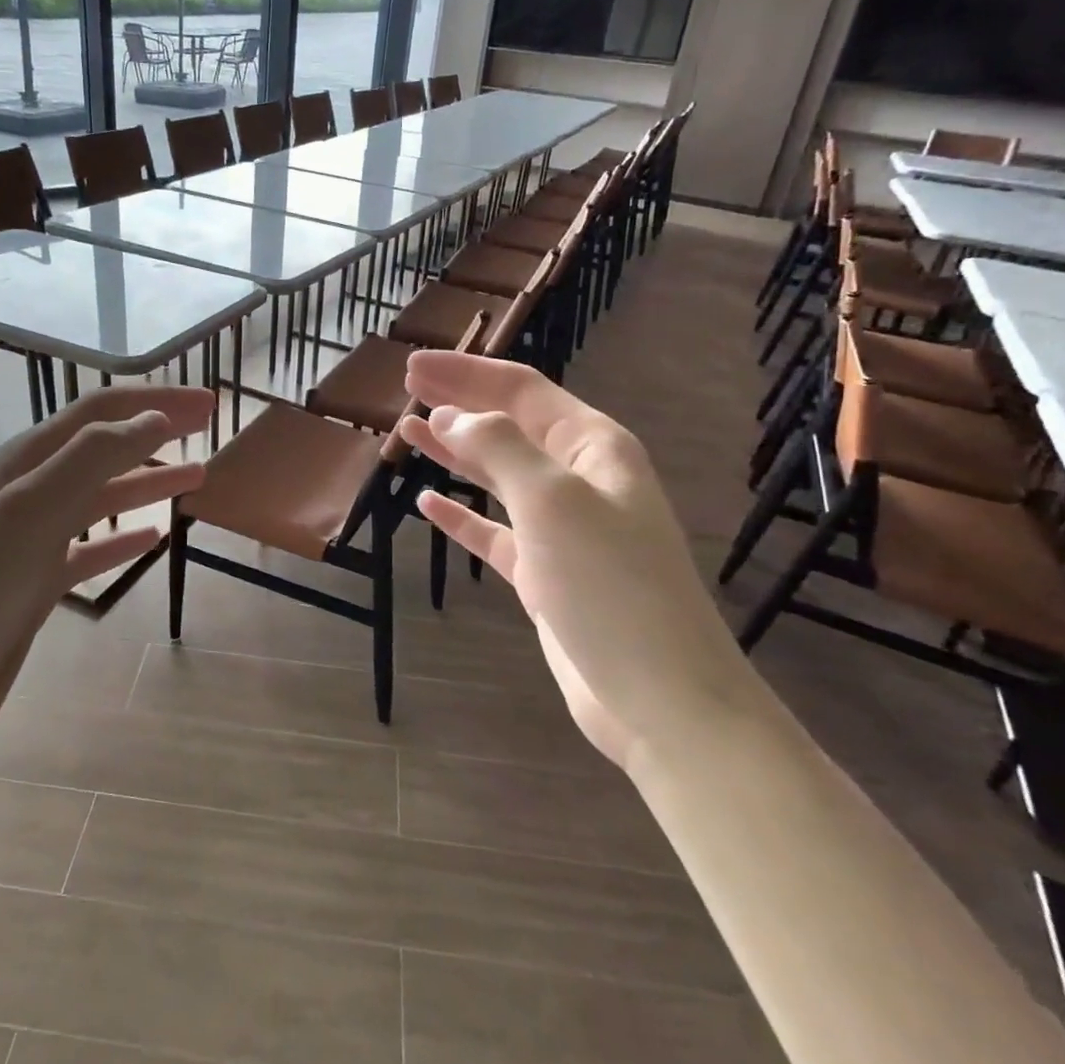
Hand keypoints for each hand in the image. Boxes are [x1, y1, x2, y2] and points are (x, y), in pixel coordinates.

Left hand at [0, 383, 213, 767]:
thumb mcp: (30, 511)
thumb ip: (93, 458)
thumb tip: (156, 418)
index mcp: (23, 464)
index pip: (99, 414)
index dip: (154, 401)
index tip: (207, 404)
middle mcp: (26, 493)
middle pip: (102, 448)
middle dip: (155, 432)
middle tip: (208, 427)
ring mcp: (30, 541)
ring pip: (100, 497)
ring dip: (146, 481)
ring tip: (196, 476)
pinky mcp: (34, 586)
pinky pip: (90, 549)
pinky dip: (122, 538)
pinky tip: (152, 538)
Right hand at [398, 353, 751, 767]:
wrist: (659, 696)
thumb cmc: (609, 585)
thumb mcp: (552, 501)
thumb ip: (498, 448)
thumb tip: (450, 417)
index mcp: (593, 446)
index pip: (521, 390)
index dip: (466, 372)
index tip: (413, 367)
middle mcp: (579, 478)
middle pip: (508, 425)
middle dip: (459, 403)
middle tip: (406, 388)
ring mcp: (562, 527)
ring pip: (498, 475)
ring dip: (455, 452)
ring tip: (407, 433)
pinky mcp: (545, 572)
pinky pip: (494, 530)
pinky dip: (462, 515)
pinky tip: (430, 503)